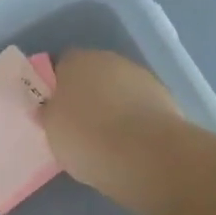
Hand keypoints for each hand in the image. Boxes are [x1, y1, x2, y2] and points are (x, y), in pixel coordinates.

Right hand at [38, 50, 188, 214]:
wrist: (147, 155)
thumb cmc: (87, 138)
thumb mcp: (52, 130)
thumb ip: (50, 114)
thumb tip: (51, 109)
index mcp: (76, 61)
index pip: (60, 65)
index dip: (57, 87)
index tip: (55, 112)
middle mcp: (109, 59)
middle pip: (92, 75)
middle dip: (87, 95)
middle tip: (79, 126)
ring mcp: (140, 76)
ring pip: (118, 90)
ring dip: (113, 107)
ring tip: (107, 141)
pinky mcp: (165, 98)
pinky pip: (139, 107)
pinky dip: (135, 120)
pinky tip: (131, 145)